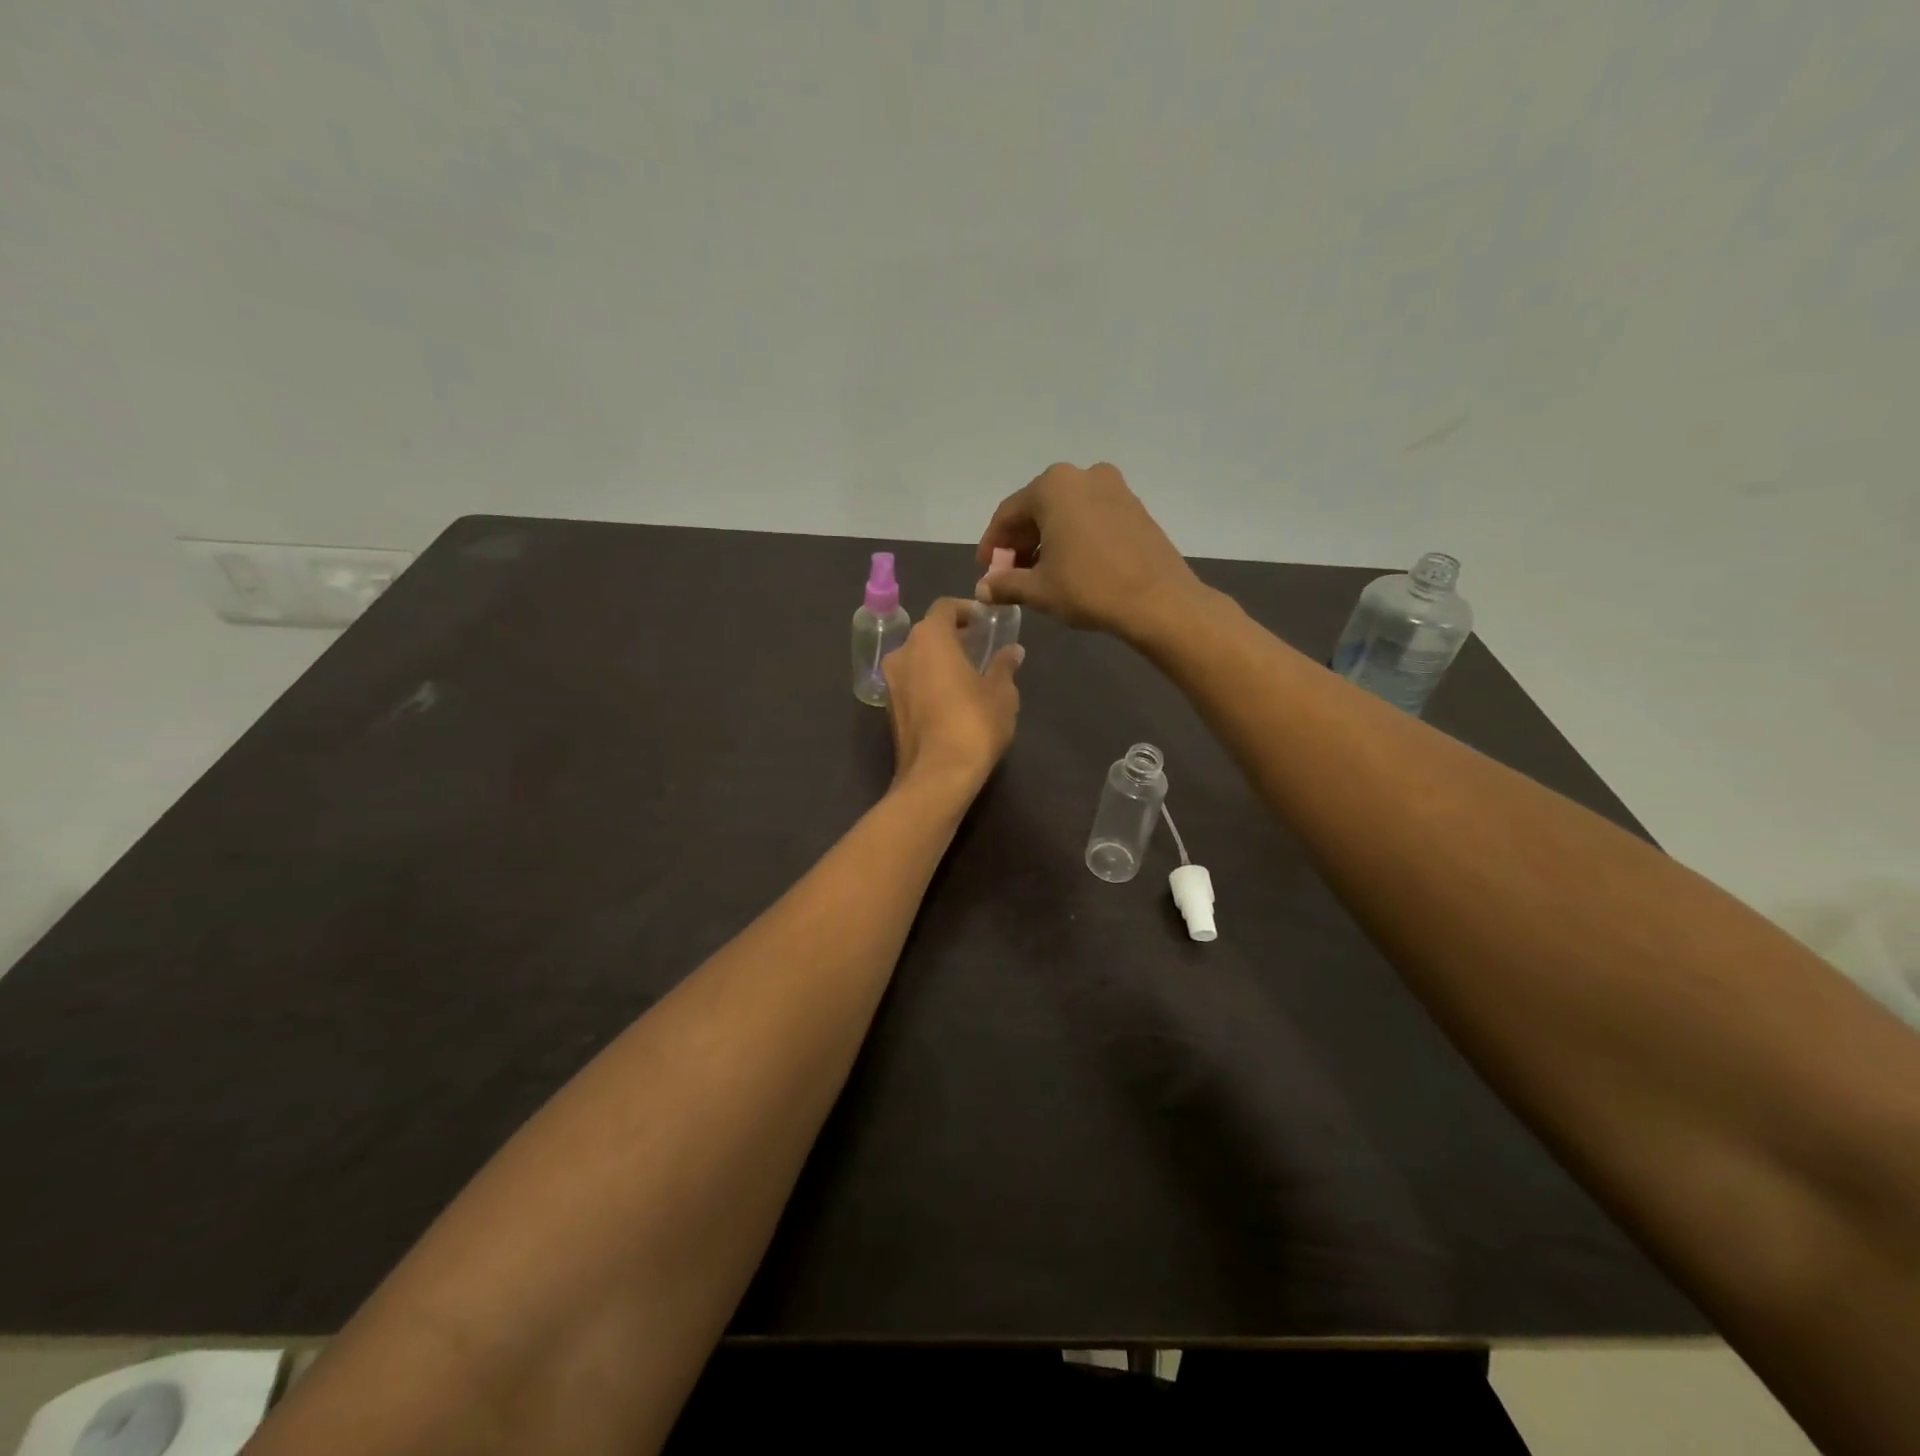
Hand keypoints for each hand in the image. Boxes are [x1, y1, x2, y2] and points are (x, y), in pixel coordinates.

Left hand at [881, 598, 1022, 792]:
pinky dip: (928, 682)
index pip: (945, 608)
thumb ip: (1004, 666)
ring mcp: (891, 682)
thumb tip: (1013, 651)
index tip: (984, 621)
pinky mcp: (889, 710)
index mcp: (929, 638)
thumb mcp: (1001, 692)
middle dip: (952, 636)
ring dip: (938, 661)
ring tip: (967, 675)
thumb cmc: (974, 723)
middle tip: (978, 647)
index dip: (965, 610)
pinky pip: (911, 683)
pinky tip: (951, 699)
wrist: (937, 776)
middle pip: (927, 633)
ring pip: (916, 659)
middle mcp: (903, 653)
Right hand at [975, 462, 1204, 640]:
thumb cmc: (1089, 588)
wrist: (1158, 600)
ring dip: (1047, 540)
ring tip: (1039, 573)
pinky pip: (1090, 517)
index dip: (992, 544)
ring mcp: (1114, 488)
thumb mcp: (1039, 589)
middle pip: (1038, 509)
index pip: (1008, 514)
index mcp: (1053, 486)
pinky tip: (1070, 565)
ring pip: (1066, 512)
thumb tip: (982, 589)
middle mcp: (1082, 475)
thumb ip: (1005, 584)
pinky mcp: (1134, 507)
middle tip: (1010, 574)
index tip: (986, 570)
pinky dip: (1073, 537)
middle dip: (1020, 542)